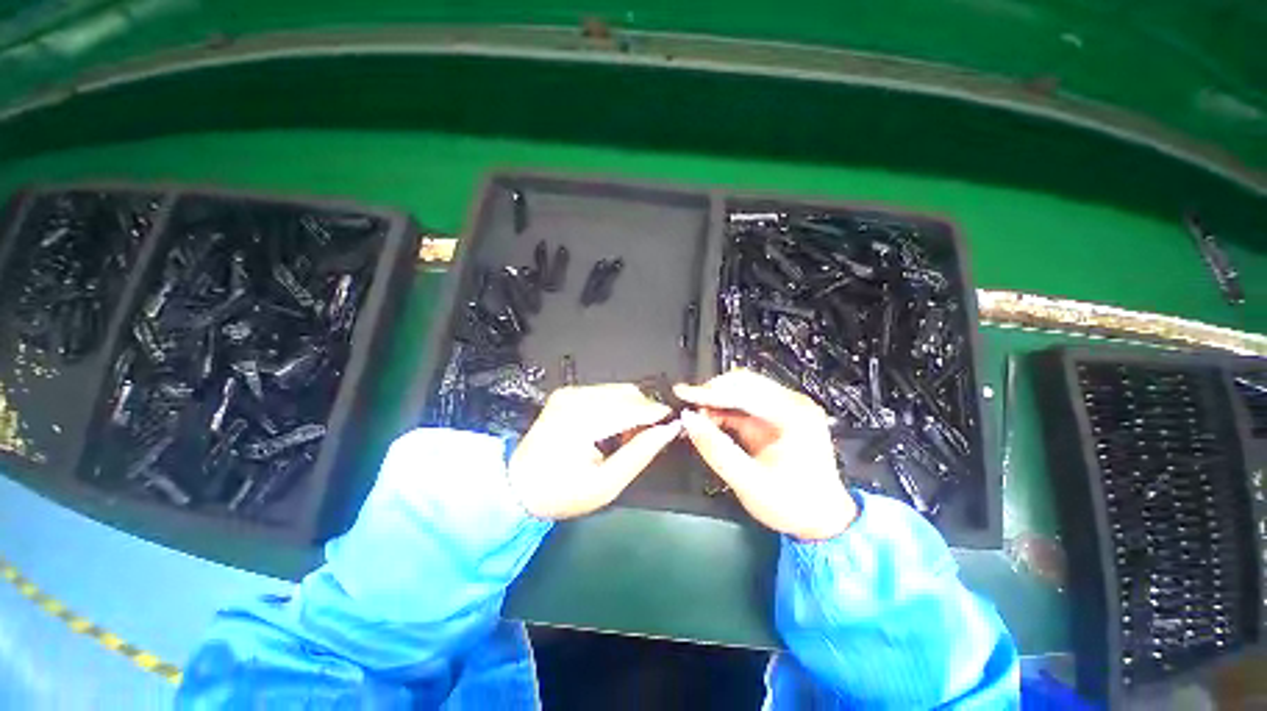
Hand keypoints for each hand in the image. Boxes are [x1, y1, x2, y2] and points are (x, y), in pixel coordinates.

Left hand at [509, 384, 681, 519]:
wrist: (519, 485)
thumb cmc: (561, 492)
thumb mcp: (606, 484)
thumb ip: (640, 453)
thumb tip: (669, 430)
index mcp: (581, 419)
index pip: (631, 407)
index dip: (657, 414)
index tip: (676, 424)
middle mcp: (575, 397)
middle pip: (627, 393)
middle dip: (646, 412)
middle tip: (651, 437)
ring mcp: (570, 392)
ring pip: (619, 390)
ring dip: (633, 409)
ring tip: (630, 436)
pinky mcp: (569, 393)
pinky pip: (606, 392)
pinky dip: (619, 406)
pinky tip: (615, 428)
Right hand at [675, 370, 855, 540]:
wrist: (822, 520)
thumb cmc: (792, 505)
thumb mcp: (749, 482)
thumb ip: (716, 449)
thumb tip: (689, 421)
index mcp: (794, 416)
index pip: (743, 392)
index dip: (708, 392)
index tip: (682, 393)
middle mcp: (793, 404)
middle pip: (744, 383)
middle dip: (712, 393)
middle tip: (688, 408)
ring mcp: (786, 408)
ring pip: (742, 389)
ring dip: (716, 400)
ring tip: (696, 416)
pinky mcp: (778, 416)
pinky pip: (745, 402)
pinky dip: (724, 408)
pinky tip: (710, 419)